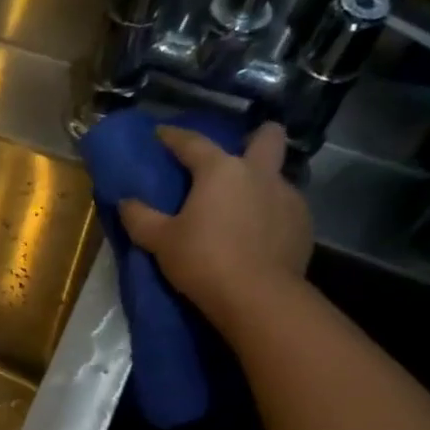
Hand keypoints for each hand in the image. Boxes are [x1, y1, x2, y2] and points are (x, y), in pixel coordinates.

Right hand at [118, 121, 312, 330]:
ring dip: (261, 183)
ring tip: (243, 208)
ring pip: (278, 175)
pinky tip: (258, 235)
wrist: (258, 296)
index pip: (193, 143)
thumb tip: (125, 202)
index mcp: (221, 170)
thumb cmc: (203, 260)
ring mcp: (288, 197)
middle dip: (254, 137)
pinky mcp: (304, 224)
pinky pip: (286, 207)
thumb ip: (140, 218)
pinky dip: (271, 214)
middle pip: (266, 137)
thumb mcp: (160, 242)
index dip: (173, 136)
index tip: (160, 133)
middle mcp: (259, 173)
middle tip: (235, 157)